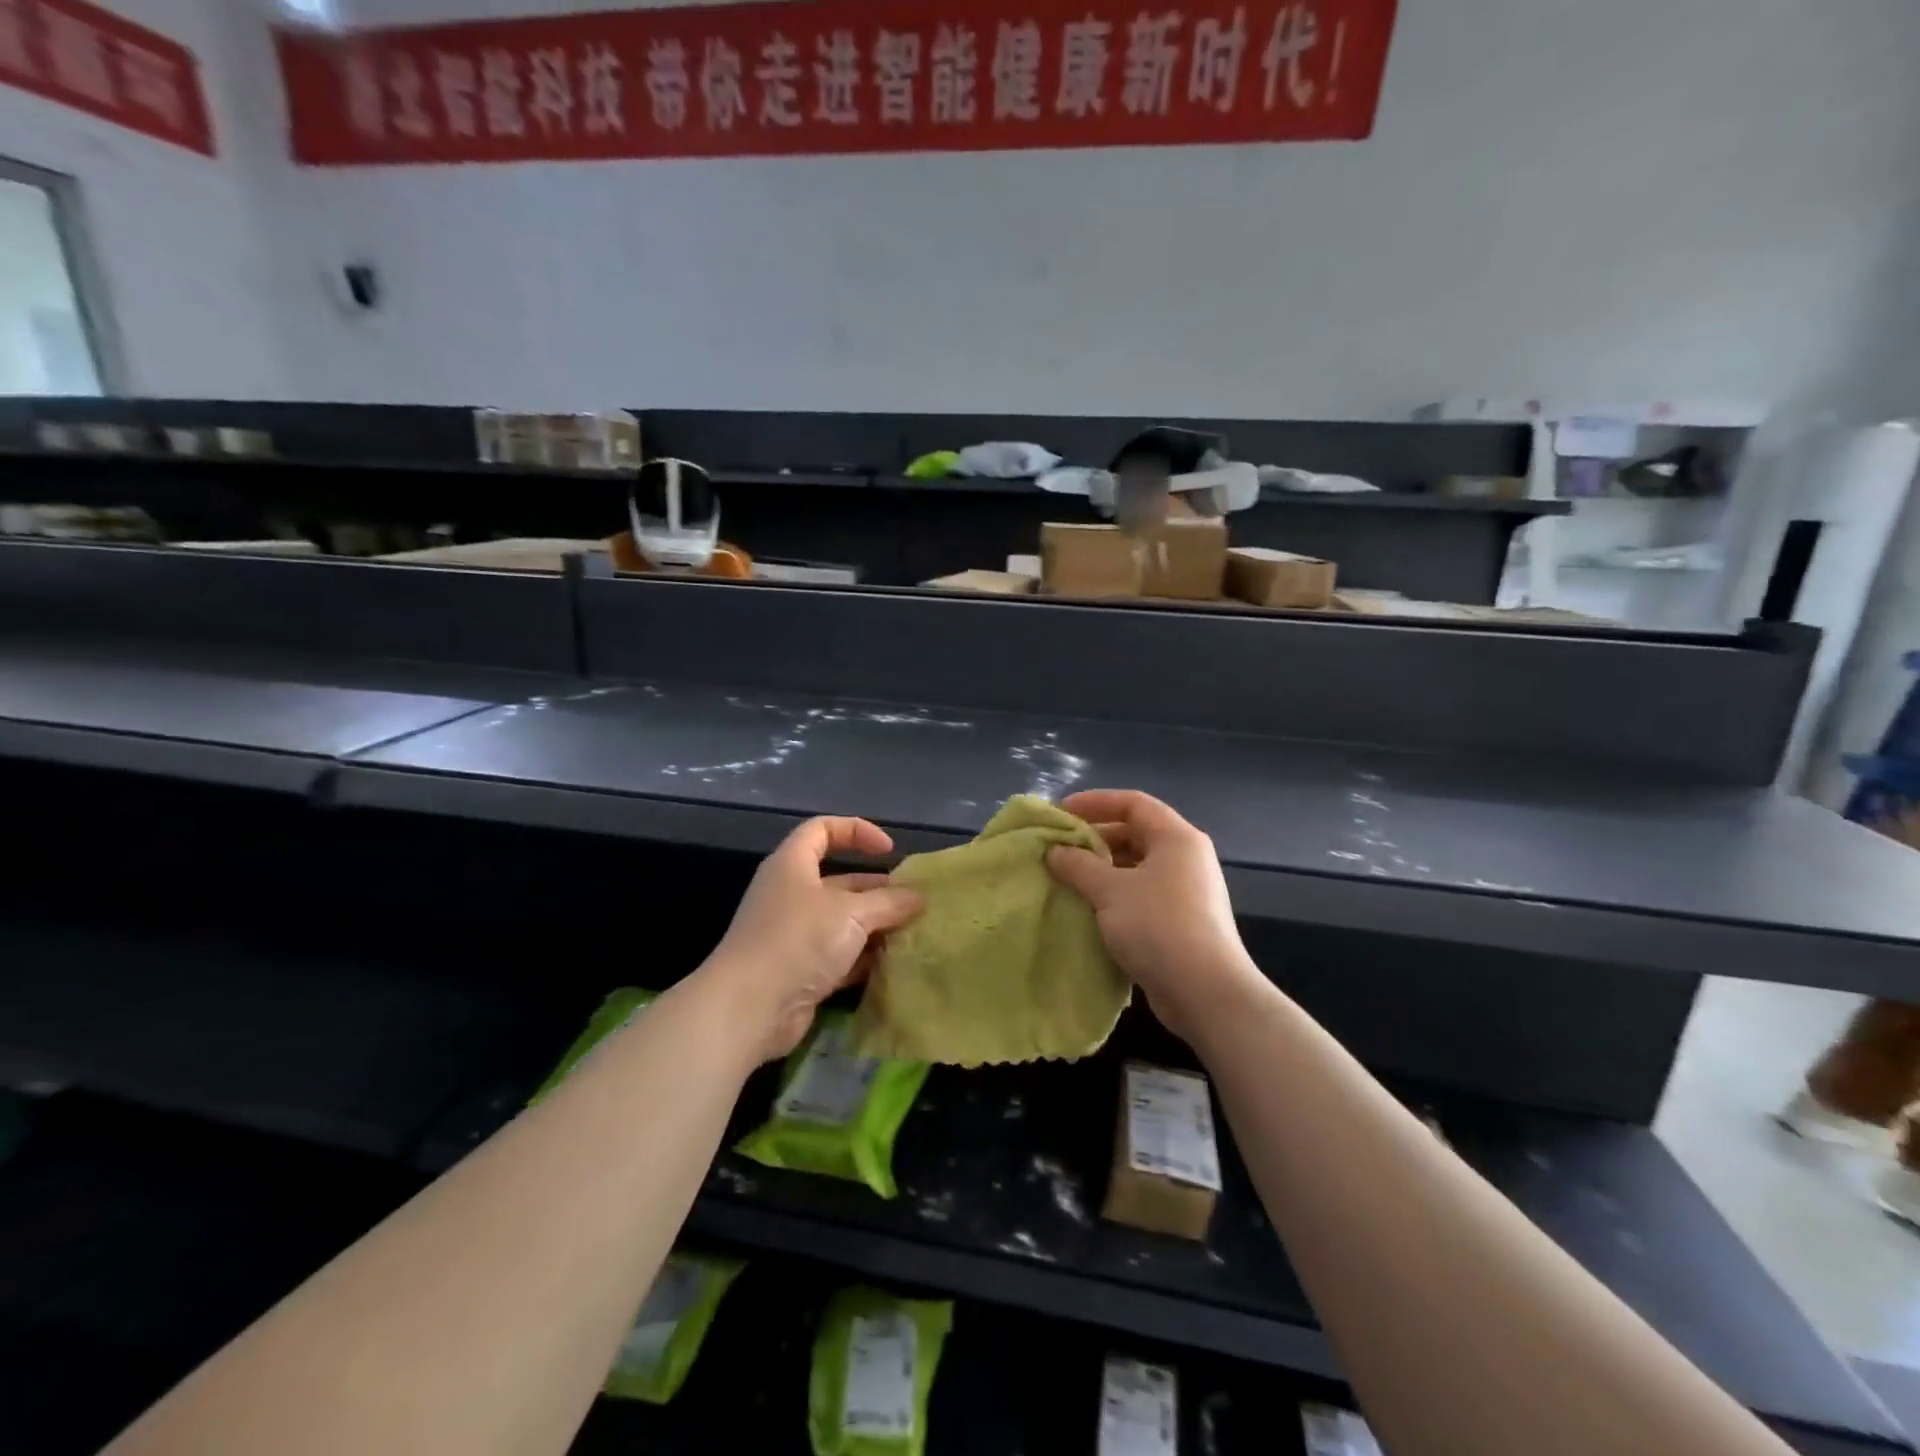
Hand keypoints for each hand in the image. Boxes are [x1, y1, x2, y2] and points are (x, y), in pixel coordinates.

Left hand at [698, 817, 923, 1062]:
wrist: (749, 1008)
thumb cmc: (798, 941)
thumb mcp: (851, 913)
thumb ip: (889, 902)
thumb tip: (918, 897)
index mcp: (793, 865)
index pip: (823, 830)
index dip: (857, 831)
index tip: (889, 850)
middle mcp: (790, 894)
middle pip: (839, 880)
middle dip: (877, 889)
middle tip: (913, 901)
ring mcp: (793, 935)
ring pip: (841, 921)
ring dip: (874, 926)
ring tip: (912, 932)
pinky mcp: (799, 970)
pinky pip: (838, 955)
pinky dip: (862, 957)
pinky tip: (892, 964)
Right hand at [1046, 789, 1257, 1042]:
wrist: (1206, 993)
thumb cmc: (1158, 927)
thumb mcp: (1110, 891)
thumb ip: (1079, 865)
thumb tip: (1055, 851)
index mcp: (1176, 838)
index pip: (1133, 803)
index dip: (1095, 802)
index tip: (1062, 812)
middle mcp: (1186, 857)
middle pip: (1136, 833)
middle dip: (1096, 838)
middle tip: (1060, 848)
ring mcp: (1186, 890)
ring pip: (1137, 866)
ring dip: (1102, 869)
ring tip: (1068, 878)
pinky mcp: (1182, 921)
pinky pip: (1142, 894)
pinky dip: (1115, 894)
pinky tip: (1089, 908)